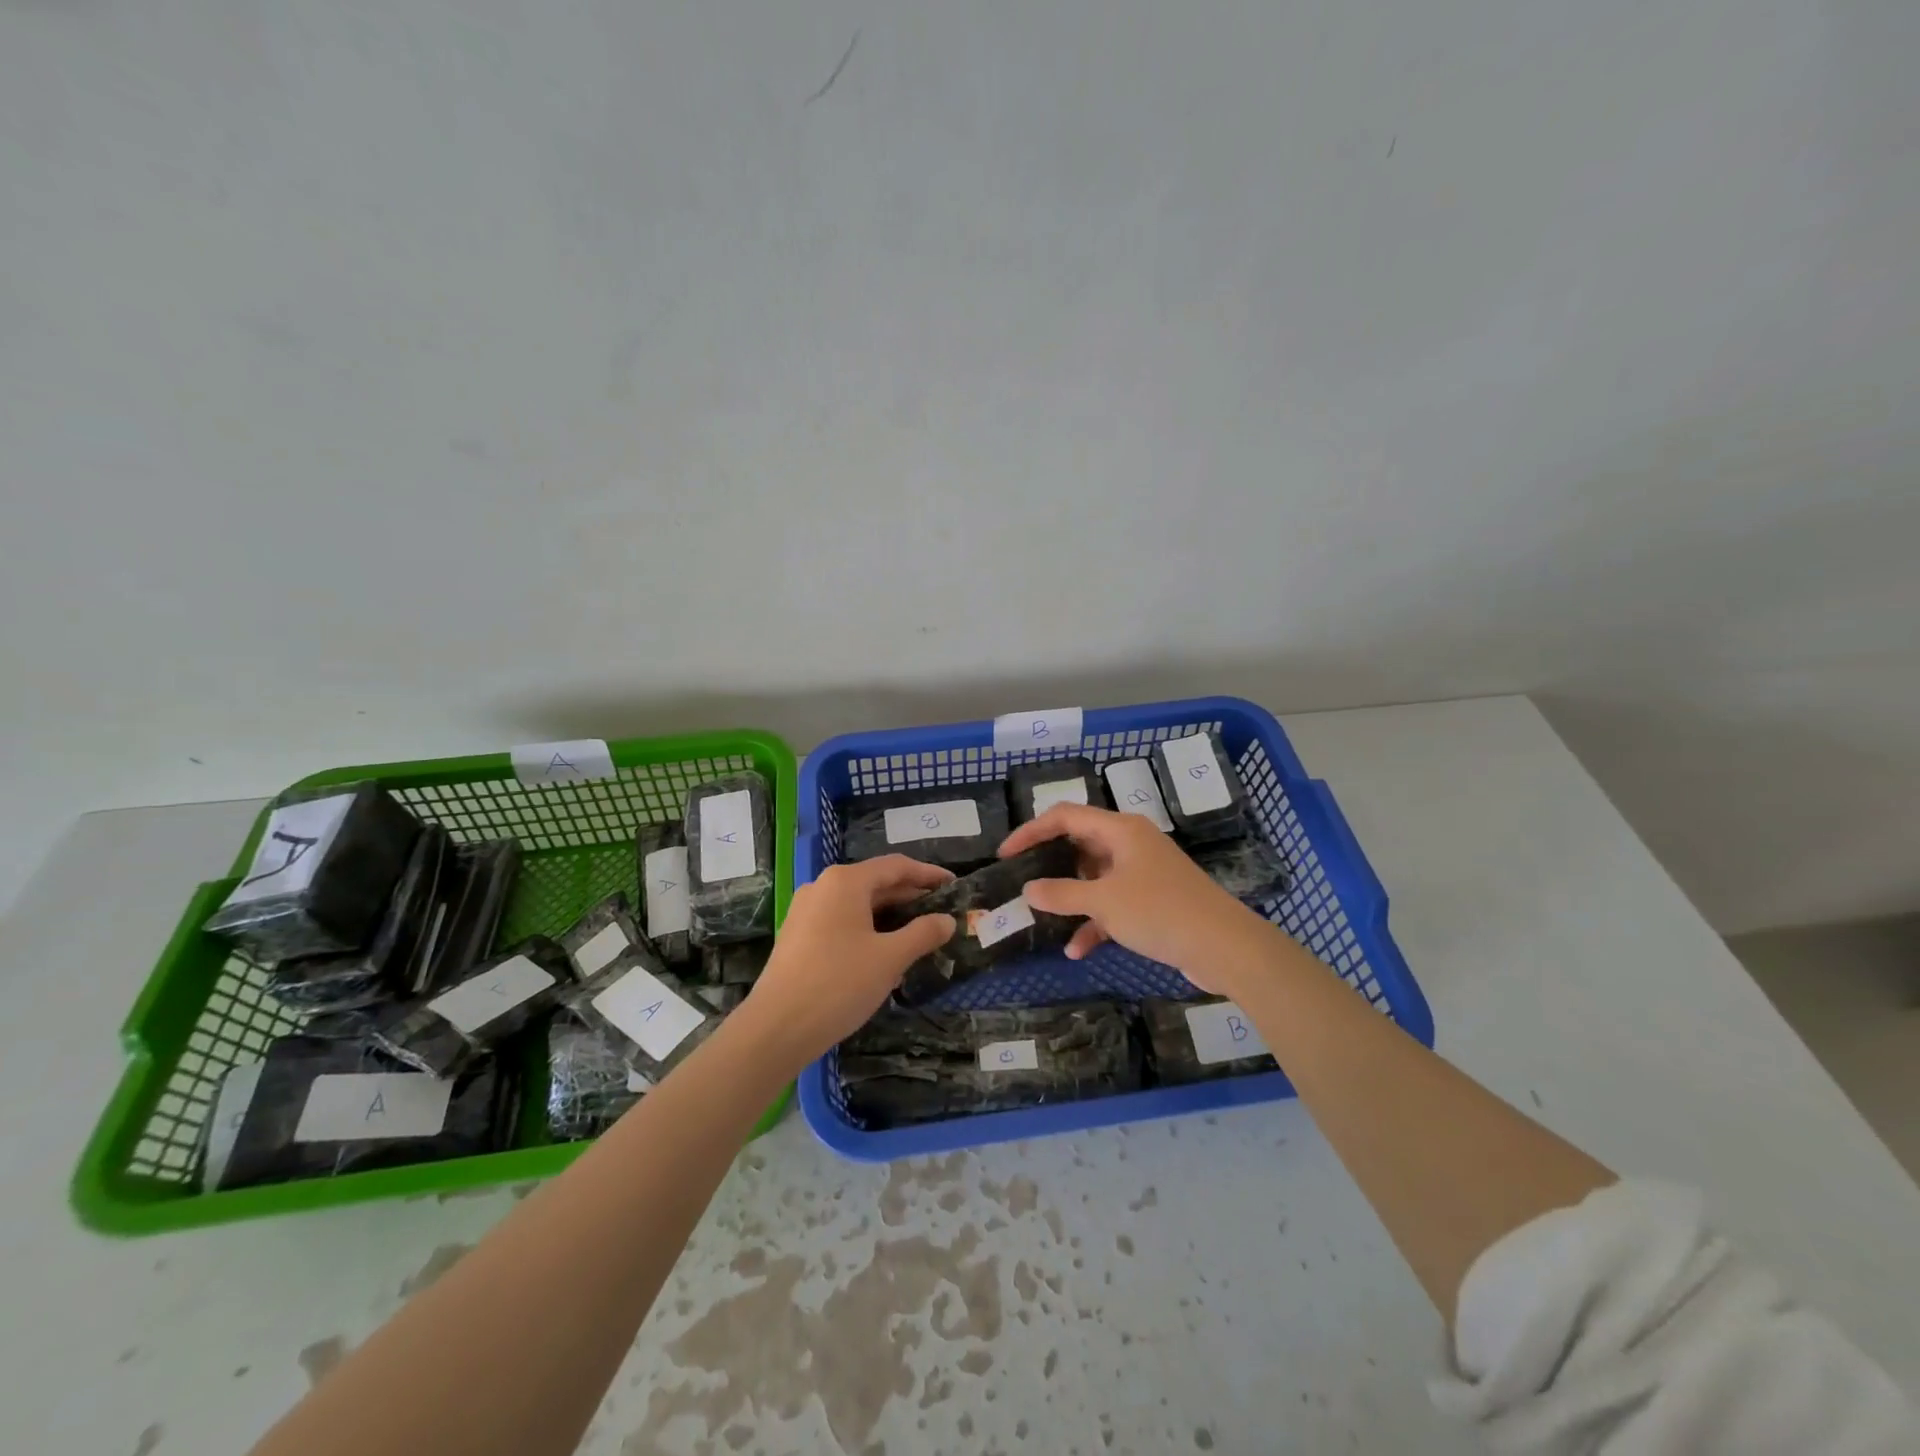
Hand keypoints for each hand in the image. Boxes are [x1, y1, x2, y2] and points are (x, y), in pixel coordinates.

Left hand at [738, 856, 956, 1067]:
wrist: (777, 1028)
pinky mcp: (798, 935)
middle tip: (941, 912)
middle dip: (910, 896)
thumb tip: (947, 920)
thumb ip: (922, 934)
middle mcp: (823, 886)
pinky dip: (867, 928)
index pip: (896, 866)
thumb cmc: (839, 983)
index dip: (928, 874)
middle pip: (876, 882)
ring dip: (889, 915)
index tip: (954, 885)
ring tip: (918, 933)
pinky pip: (841, 921)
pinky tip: (883, 952)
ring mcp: (806, 911)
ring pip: (858, 904)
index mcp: (845, 881)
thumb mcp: (890, 958)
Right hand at [998, 803, 1273, 995]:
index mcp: (1119, 830)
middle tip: (1020, 882)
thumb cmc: (1160, 911)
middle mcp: (1130, 844)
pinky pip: (1113, 904)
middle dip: (1049, 865)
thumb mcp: (1103, 902)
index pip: (1065, 816)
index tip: (1005, 855)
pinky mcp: (1152, 901)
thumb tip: (1028, 889)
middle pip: (1079, 845)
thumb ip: (1061, 894)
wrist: (1225, 947)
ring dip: (1070, 899)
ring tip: (1041, 918)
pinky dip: (1095, 921)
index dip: (1031, 831)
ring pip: (1094, 878)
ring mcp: (1143, 873)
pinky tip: (1077, 950)